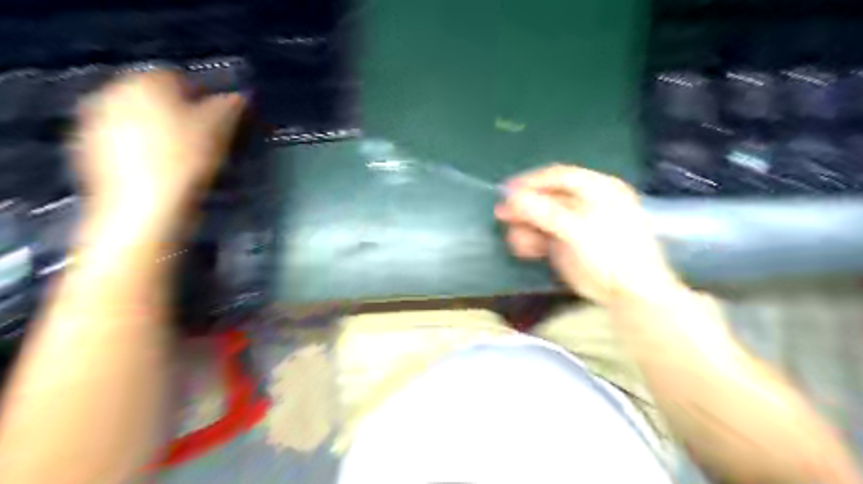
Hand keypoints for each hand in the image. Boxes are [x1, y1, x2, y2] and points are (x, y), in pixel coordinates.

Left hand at [69, 71, 244, 227]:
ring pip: (138, 120)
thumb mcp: (218, 131)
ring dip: (161, 132)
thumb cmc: (184, 162)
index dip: (204, 96)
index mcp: (144, 82)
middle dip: (180, 114)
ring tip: (184, 158)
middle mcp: (111, 93)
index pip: (178, 77)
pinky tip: (161, 171)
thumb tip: (239, 96)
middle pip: (154, 98)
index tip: (220, 119)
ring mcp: (95, 123)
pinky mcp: (87, 151)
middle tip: (203, 138)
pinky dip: (142, 150)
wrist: (142, 209)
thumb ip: (230, 107)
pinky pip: (123, 142)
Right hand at [496, 165, 683, 303]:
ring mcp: (575, 223)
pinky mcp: (567, 242)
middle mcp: (585, 202)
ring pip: (542, 217)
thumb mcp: (578, 230)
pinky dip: (531, 240)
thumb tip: (512, 197)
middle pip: (547, 197)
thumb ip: (544, 212)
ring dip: (525, 227)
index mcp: (597, 189)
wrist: (629, 294)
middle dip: (524, 208)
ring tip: (517, 242)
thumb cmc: (611, 255)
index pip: (558, 177)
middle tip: (502, 217)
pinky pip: (543, 234)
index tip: (506, 191)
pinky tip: (525, 250)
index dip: (531, 182)